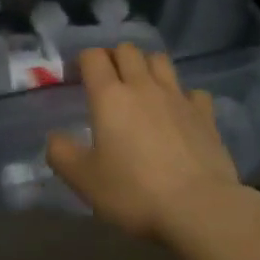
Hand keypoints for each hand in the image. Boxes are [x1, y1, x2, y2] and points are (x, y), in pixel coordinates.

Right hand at [47, 45, 239, 242]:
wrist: (199, 208)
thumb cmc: (134, 192)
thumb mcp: (83, 180)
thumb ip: (61, 154)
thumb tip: (54, 138)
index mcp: (109, 96)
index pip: (93, 56)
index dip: (83, 61)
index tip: (77, 78)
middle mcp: (143, 86)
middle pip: (128, 50)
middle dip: (115, 57)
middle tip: (108, 81)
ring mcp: (178, 97)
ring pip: (160, 61)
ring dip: (148, 66)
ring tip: (142, 88)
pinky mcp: (205, 115)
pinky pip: (193, 91)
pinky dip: (183, 96)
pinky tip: (180, 112)